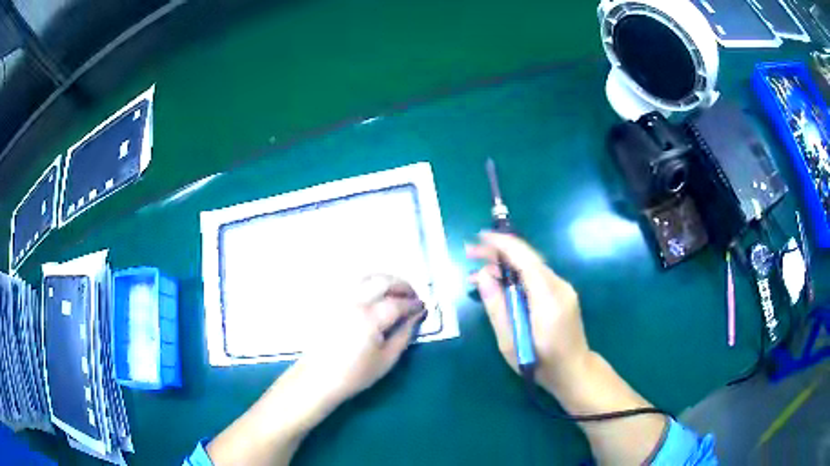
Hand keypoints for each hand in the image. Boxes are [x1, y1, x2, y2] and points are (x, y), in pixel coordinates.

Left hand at [296, 274, 425, 406]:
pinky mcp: (329, 301)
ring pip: (365, 276)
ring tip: (394, 290)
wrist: (319, 378)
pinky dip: (366, 281)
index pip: (398, 303)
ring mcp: (339, 299)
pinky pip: (350, 282)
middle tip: (412, 295)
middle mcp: (354, 302)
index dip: (413, 303)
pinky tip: (372, 291)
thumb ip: (404, 334)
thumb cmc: (355, 374)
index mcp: (370, 319)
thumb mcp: (387, 360)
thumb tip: (416, 316)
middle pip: (382, 281)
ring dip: (384, 279)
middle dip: (402, 285)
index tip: (422, 307)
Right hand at [467, 232, 590, 391]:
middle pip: (527, 259)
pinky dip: (516, 275)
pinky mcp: (562, 294)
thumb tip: (483, 276)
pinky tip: (500, 284)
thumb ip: (496, 307)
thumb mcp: (510, 341)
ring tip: (478, 272)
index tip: (479, 237)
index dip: (502, 245)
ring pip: (531, 267)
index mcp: (548, 298)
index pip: (525, 260)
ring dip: (505, 265)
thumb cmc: (539, 363)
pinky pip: (537, 277)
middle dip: (498, 252)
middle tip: (470, 252)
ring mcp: (563, 289)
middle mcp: (559, 286)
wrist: (573, 371)